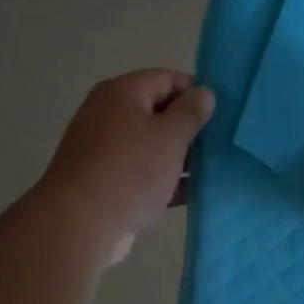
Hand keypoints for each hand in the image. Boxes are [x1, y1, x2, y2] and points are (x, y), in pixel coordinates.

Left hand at [40, 69, 214, 264]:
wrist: (79, 225)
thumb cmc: (129, 170)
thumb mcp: (169, 136)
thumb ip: (191, 112)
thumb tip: (204, 93)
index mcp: (122, 93)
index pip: (166, 78)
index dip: (196, 91)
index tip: (223, 113)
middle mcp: (108, 115)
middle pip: (158, 112)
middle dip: (190, 127)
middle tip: (222, 143)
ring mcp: (104, 151)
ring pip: (151, 146)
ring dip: (180, 156)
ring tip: (215, 169)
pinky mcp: (105, 182)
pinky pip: (141, 173)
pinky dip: (165, 180)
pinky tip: (193, 193)